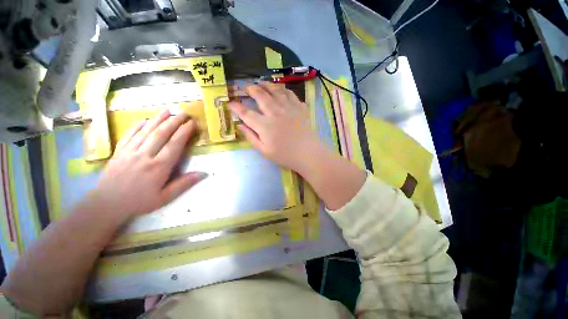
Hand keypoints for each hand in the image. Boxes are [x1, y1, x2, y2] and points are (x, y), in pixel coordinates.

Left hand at [87, 110, 206, 221]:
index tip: (192, 123)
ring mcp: (130, 152)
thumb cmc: (139, 202)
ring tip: (167, 110)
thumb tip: (204, 173)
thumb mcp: (165, 197)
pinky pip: (129, 135)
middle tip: (184, 113)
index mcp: (159, 167)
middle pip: (161, 134)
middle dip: (174, 122)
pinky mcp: (119, 151)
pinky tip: (144, 119)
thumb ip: (184, 184)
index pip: (174, 145)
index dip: (184, 132)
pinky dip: (137, 126)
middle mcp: (145, 155)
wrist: (106, 204)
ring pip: (146, 131)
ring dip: (158, 119)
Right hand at [229, 83, 322, 172]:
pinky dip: (283, 89)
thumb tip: (240, 126)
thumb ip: (251, 137)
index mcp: (264, 125)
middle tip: (247, 87)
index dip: (237, 107)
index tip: (231, 103)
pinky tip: (280, 90)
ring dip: (266, 85)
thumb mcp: (264, 151)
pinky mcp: (300, 107)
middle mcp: (275, 112)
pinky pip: (290, 93)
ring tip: (261, 82)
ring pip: (275, 90)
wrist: (308, 153)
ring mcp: (288, 108)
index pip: (246, 113)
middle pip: (260, 96)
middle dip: (251, 89)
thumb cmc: (285, 155)